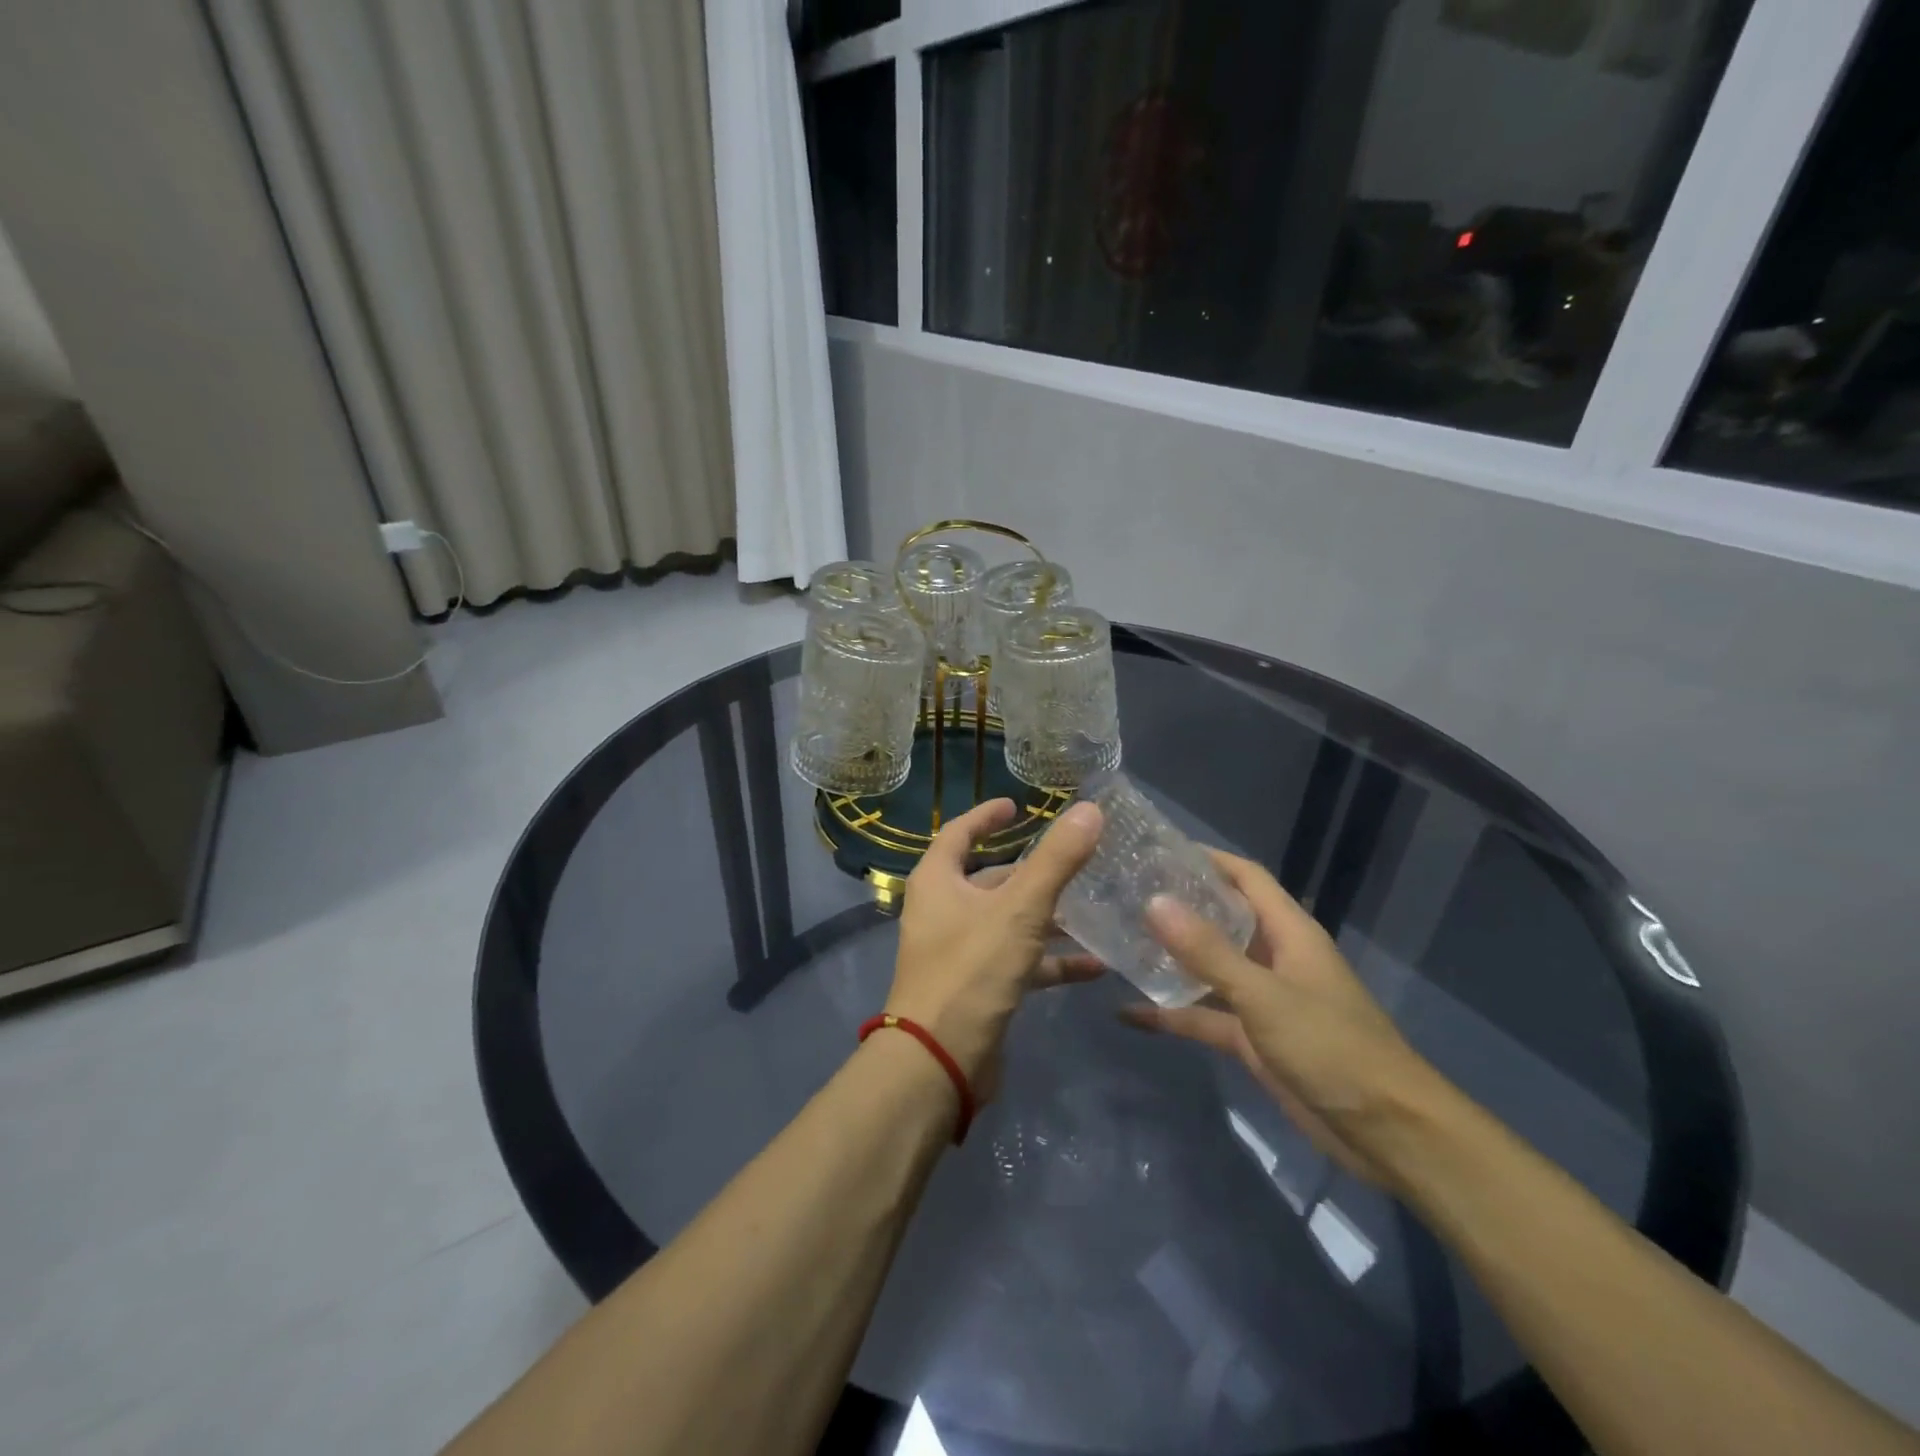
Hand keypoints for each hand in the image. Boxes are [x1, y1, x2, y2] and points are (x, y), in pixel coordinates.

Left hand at [886, 798, 1103, 1099]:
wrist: (939, 1061)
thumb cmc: (971, 969)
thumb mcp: (1020, 909)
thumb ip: (1056, 860)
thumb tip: (1090, 809)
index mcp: (938, 881)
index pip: (959, 832)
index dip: (987, 816)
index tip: (1017, 806)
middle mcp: (943, 910)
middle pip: (990, 879)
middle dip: (1032, 871)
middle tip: (1075, 858)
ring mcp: (959, 951)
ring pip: (1009, 922)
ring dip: (1049, 917)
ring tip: (1096, 909)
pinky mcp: (978, 987)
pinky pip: (1019, 962)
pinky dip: (1051, 961)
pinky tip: (1095, 966)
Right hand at [1124, 851, 1439, 1187]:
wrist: (1386, 1133)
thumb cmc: (1332, 1047)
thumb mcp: (1265, 996)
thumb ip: (1208, 951)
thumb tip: (1154, 902)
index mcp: (1289, 932)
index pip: (1245, 877)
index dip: (1207, 859)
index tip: (1156, 849)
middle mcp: (1274, 957)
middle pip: (1222, 918)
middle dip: (1179, 905)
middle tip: (1125, 893)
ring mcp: (1263, 1000)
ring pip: (1209, 967)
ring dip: (1171, 957)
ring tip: (1118, 940)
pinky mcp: (1253, 1039)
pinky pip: (1205, 1017)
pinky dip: (1172, 1015)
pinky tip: (1128, 1013)